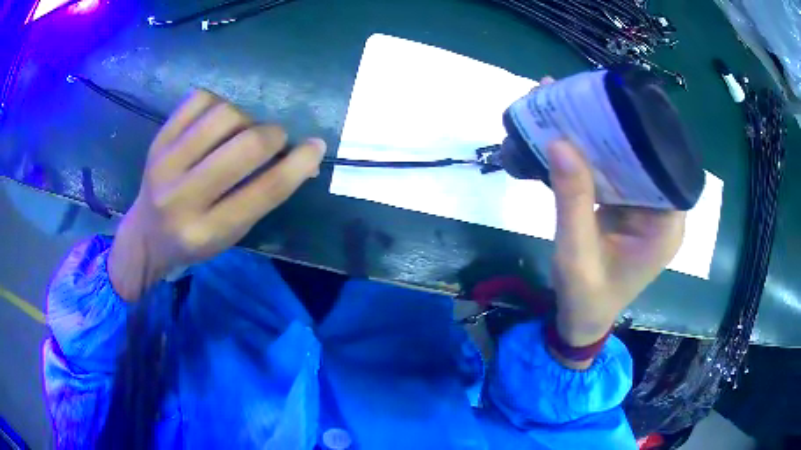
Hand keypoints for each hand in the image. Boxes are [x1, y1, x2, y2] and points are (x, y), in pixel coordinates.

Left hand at [109, 90, 325, 300]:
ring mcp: (166, 163)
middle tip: (273, 140)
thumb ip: (264, 197)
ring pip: (224, 114)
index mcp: (208, 231)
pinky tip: (217, 120)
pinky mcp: (158, 139)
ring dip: (245, 118)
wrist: (146, 235)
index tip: (316, 146)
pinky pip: (199, 100)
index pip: (263, 192)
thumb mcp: (232, 233)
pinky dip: (219, 103)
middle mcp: (183, 197)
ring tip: (240, 132)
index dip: (297, 165)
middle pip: (245, 146)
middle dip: (272, 136)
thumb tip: (304, 159)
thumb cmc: (195, 239)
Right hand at [533, 76, 685, 365]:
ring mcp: (644, 207)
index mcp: (666, 225)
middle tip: (585, 95)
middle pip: (646, 157)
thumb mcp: (577, 254)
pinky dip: (593, 154)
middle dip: (615, 126)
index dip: (643, 132)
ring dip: (601, 135)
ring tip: (572, 104)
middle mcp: (662, 210)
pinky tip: (571, 132)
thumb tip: (559, 141)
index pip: (667, 166)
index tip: (613, 103)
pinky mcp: (628, 206)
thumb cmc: (586, 298)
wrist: (581, 320)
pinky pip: (614, 172)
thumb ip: (572, 200)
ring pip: (628, 160)